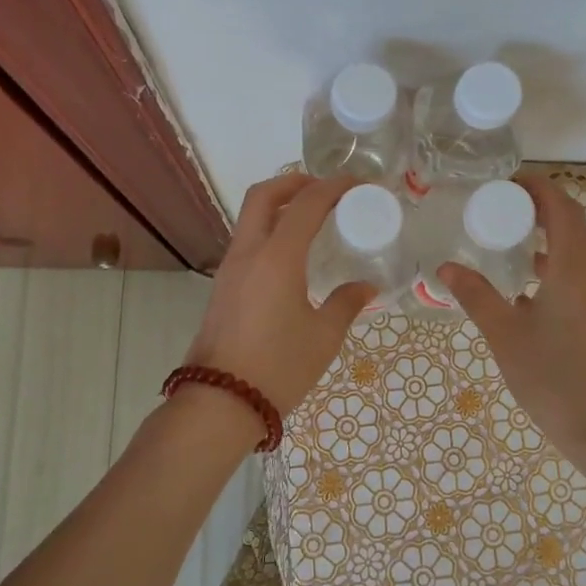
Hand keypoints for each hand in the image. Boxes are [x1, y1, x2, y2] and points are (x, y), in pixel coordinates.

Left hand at [182, 174, 374, 415]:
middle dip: (294, 182)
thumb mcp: (323, 337)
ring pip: (250, 217)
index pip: (306, 203)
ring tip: (312, 219)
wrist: (220, 403)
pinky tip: (292, 253)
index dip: (334, 186)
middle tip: (325, 190)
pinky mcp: (223, 286)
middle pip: (264, 195)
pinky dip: (270, 230)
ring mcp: (230, 269)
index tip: (358, 184)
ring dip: (279, 205)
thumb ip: (346, 303)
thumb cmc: (278, 367)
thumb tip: (366, 287)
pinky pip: (247, 241)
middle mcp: (248, 253)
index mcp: (277, 257)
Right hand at [439, 173, 585, 497]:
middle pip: (573, 223)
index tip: (504, 183)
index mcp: (575, 267)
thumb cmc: (558, 381)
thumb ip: (477, 297)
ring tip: (506, 243)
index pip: (561, 206)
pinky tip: (527, 288)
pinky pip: (581, 274)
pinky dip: (556, 265)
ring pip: (579, 251)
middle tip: (497, 209)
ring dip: (548, 237)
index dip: (536, 187)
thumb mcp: (507, 337)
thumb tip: (445, 267)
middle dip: (538, 208)